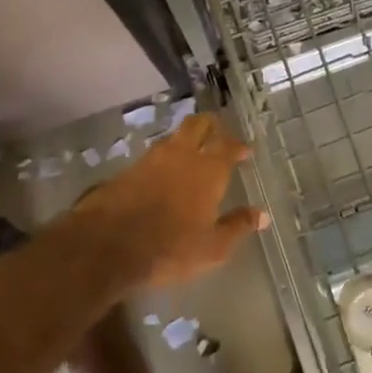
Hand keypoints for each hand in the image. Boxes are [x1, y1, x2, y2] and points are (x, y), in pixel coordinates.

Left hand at [71, 114, 264, 286]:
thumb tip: (262, 215)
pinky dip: (164, 157)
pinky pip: (153, 154)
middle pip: (198, 125)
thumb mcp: (212, 247)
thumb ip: (237, 227)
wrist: (108, 244)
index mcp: (208, 171)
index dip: (238, 146)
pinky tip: (163, 170)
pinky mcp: (129, 169)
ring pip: (174, 137)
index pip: (228, 146)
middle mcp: (182, 155)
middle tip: (217, 131)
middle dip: (210, 125)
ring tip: (191, 149)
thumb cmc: (170, 247)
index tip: (245, 150)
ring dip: (185, 139)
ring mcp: (152, 159)